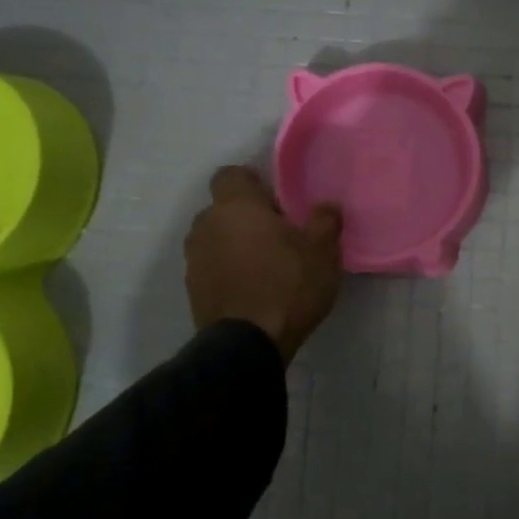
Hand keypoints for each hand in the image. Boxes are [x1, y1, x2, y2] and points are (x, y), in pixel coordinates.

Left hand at [185, 166, 342, 363]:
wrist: (248, 343)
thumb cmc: (289, 285)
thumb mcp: (323, 251)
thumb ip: (325, 220)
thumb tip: (326, 206)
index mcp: (237, 207)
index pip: (231, 175)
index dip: (252, 183)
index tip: (276, 200)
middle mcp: (207, 225)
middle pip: (223, 208)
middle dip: (246, 216)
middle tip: (278, 234)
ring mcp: (195, 258)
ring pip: (216, 237)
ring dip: (235, 243)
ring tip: (264, 263)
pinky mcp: (192, 288)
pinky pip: (211, 265)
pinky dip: (227, 269)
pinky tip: (252, 286)